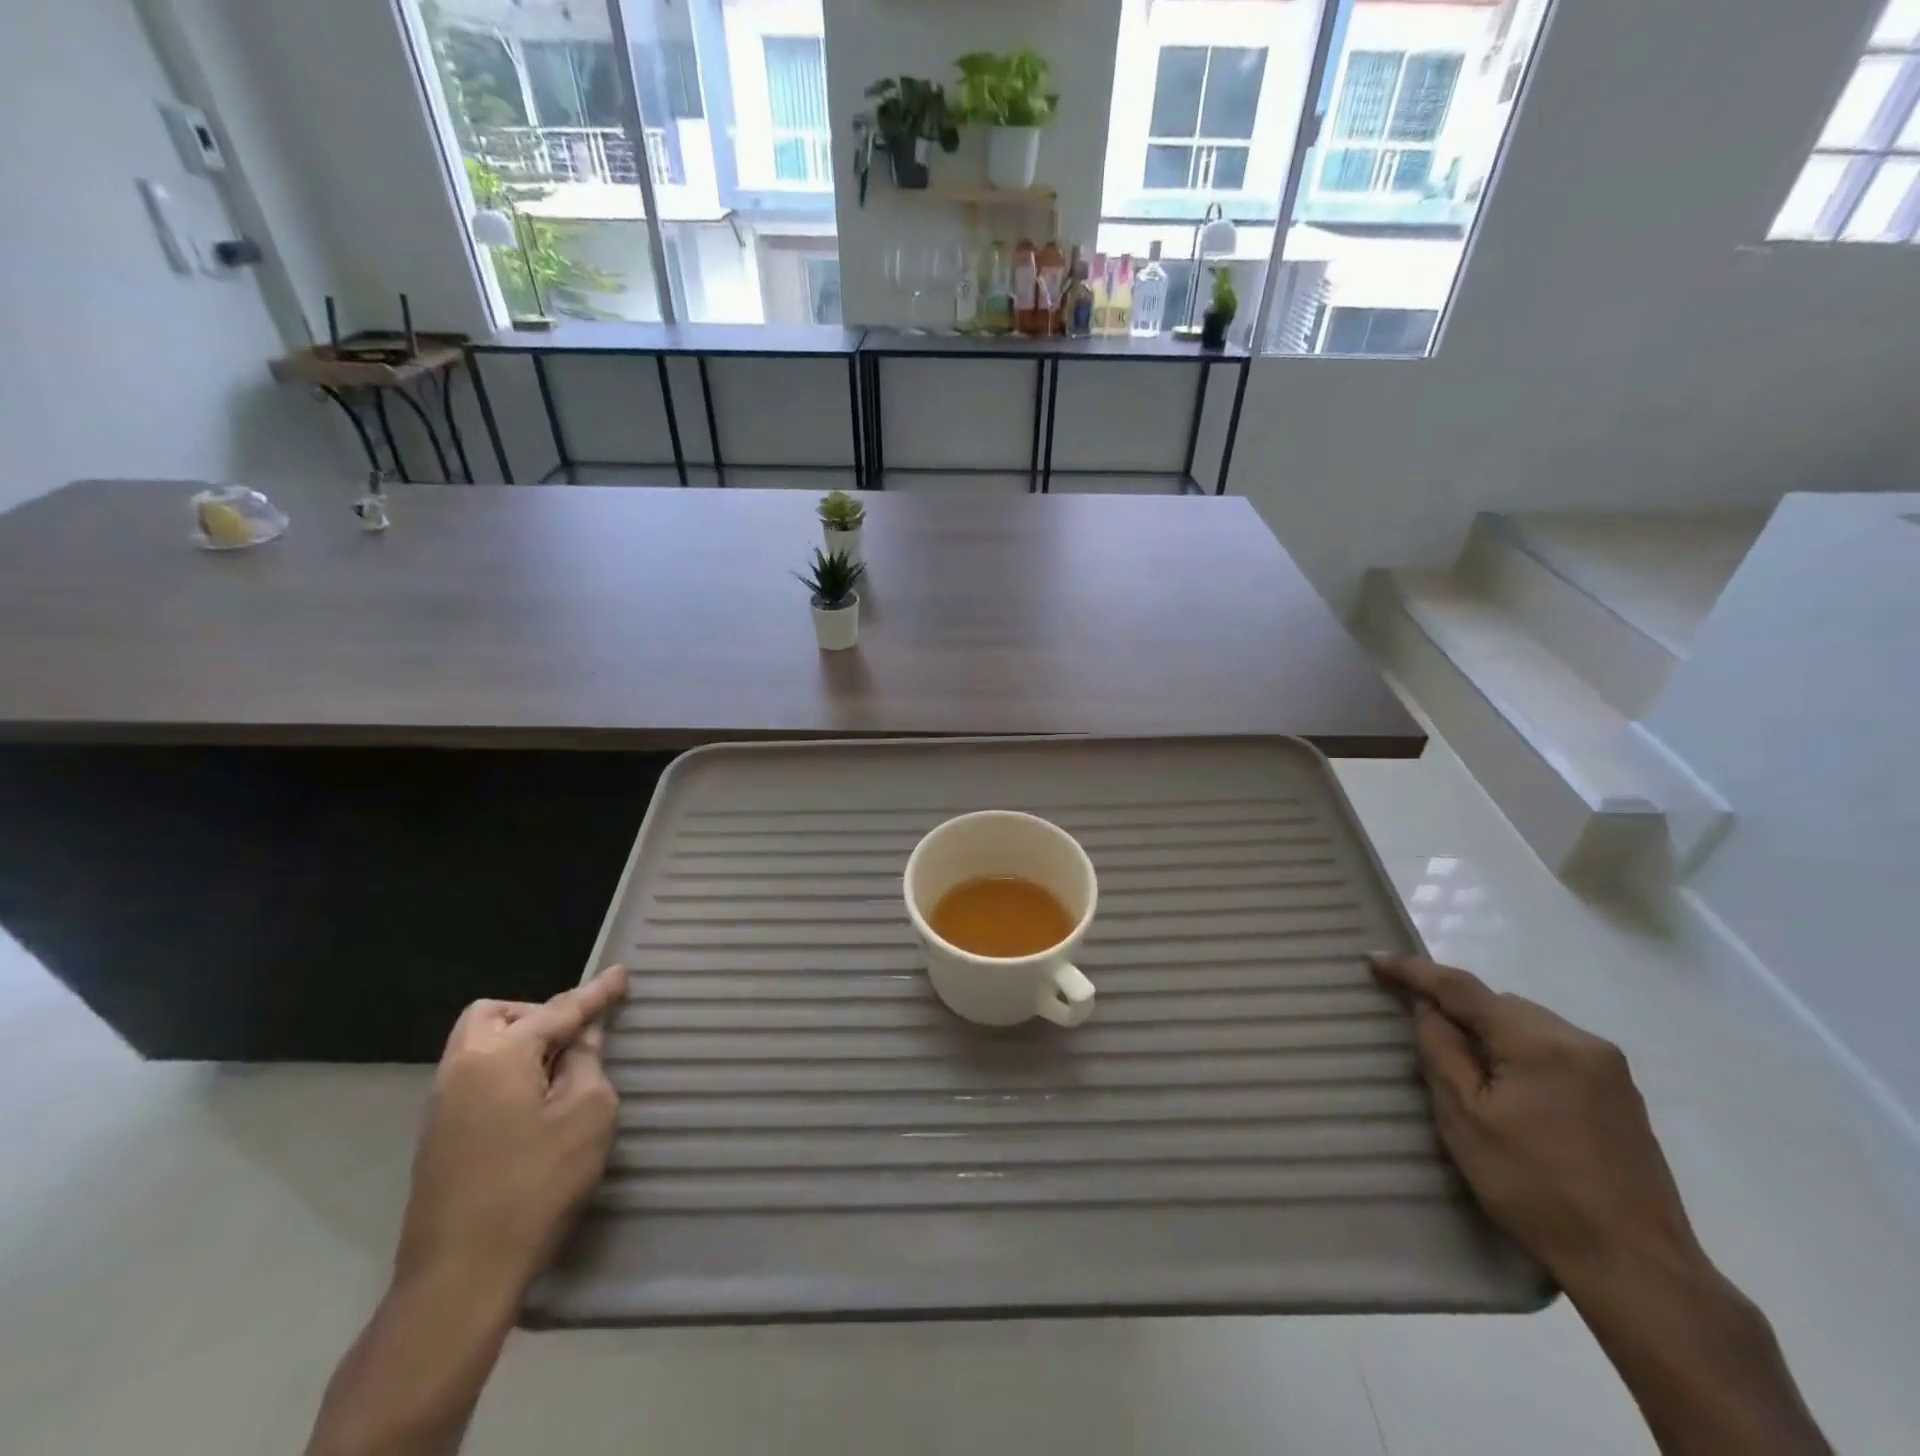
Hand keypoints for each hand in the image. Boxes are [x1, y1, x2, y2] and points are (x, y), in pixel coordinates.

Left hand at [393, 965, 628, 1305]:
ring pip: (479, 1046)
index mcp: (497, 1055)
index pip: (559, 1010)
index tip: (623, 973)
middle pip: (496, 1015)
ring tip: (560, 1072)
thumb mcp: (587, 1115)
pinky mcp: (437, 1138)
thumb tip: (581, 1038)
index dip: (596, 993)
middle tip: (575, 1038)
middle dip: (539, 1014)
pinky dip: (506, 1072)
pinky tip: (533, 1105)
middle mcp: (460, 1069)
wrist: (458, 1278)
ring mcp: (441, 1106)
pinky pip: (475, 1077)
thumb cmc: (535, 1186)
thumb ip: (588, 1063)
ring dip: (520, 1044)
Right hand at [1370, 954, 1697, 1282]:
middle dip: (1455, 1007)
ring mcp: (1607, 1067)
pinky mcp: (1620, 1094)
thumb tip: (1426, 1007)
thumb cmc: (1535, 1188)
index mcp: (1538, 1041)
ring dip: (1488, 1031)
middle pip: (1497, 1003)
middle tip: (1415, 1026)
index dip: (1413, 970)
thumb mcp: (1465, 1117)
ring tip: (1462, 1065)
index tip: (1372, 959)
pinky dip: (1518, 1051)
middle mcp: (1579, 1040)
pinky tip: (1507, 1086)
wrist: (1637, 1267)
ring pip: (1525, 1023)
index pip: (1462, 988)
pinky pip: (1551, 1048)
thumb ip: (1441, 1050)